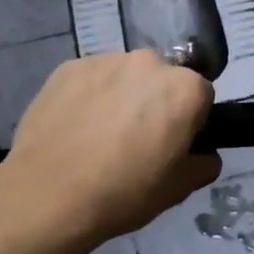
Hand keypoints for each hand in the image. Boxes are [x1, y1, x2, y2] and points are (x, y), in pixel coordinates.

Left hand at [0, 50, 218, 253]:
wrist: (49, 193)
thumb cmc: (124, 192)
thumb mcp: (178, 190)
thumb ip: (203, 164)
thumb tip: (203, 154)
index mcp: (185, 88)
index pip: (201, 96)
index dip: (190, 122)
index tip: (173, 145)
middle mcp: (149, 62)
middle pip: (162, 79)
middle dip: (156, 102)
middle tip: (137, 140)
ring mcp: (106, 60)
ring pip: (125, 76)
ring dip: (121, 96)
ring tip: (100, 135)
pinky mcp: (68, 67)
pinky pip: (90, 79)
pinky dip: (89, 96)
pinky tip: (75, 129)